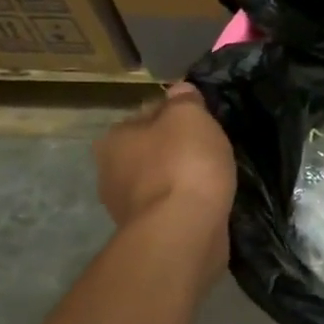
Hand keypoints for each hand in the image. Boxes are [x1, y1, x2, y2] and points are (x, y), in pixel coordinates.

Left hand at [94, 83, 236, 264]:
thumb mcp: (190, 116)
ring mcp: (126, 206)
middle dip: (177, 148)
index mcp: (114, 138)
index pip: (148, 114)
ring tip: (213, 177)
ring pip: (160, 179)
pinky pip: (170, 206)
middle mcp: (110, 171)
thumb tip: (180, 91)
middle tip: (211, 149)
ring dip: (181, 177)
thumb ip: (185, 99)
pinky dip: (185, 202)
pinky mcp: (147, 231)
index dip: (178, 113)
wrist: (183, 231)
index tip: (204, 121)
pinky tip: (206, 201)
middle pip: (151, 148)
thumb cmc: (184, 164)